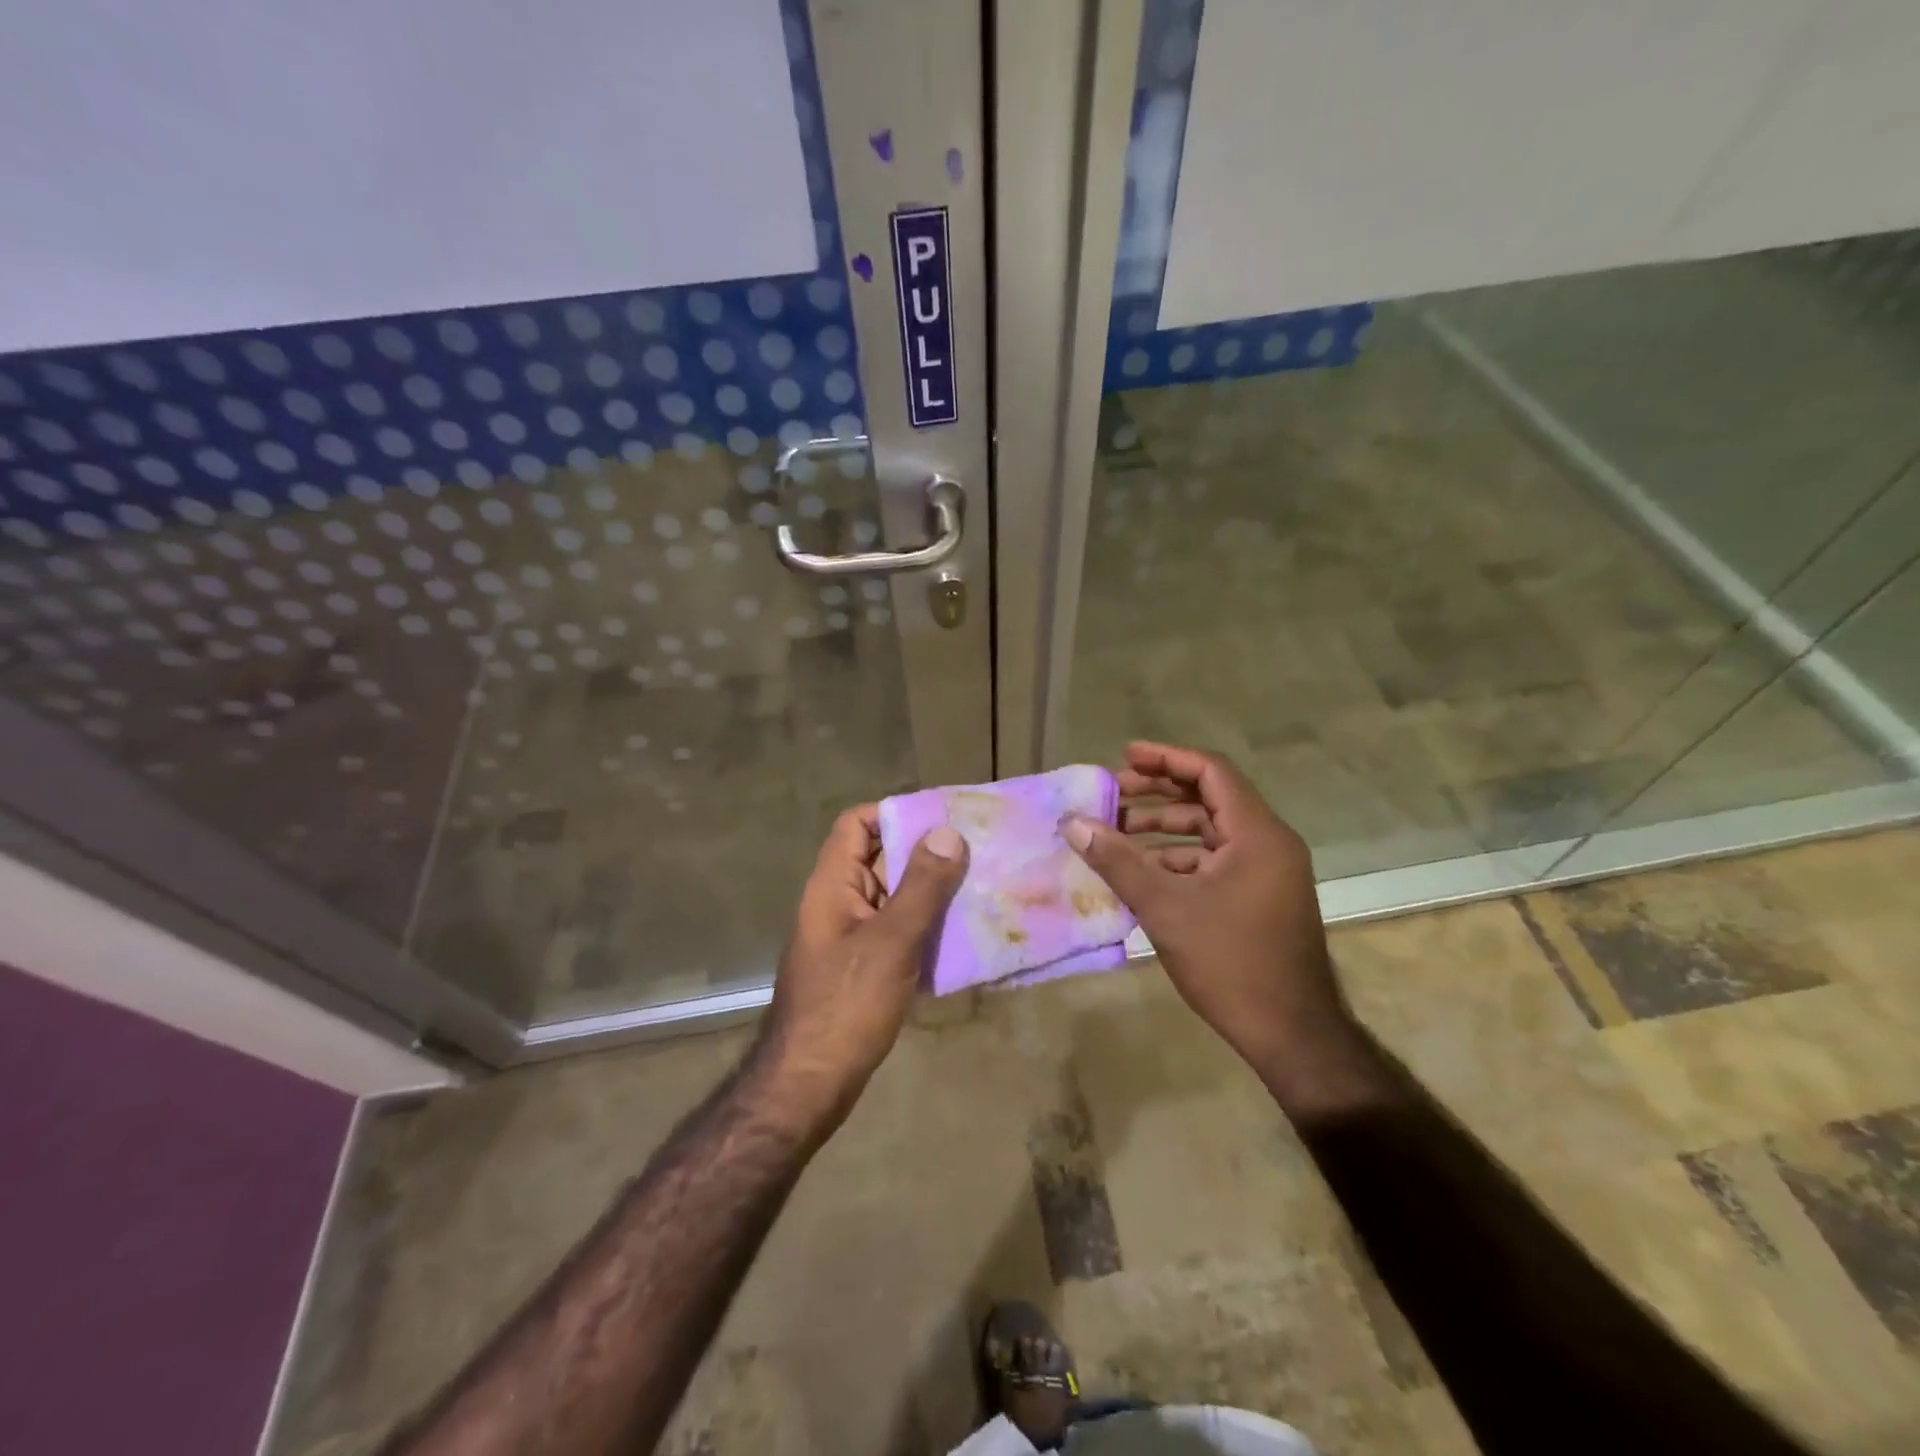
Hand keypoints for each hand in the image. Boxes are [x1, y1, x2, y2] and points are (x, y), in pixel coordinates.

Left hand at [760, 806, 967, 1132]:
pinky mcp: (866, 967)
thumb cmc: (846, 1005)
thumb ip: (921, 887)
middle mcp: (840, 902)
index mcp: (833, 884)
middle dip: (927, 851)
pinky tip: (966, 933)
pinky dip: (928, 926)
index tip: (944, 816)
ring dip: (933, 891)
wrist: (809, 1085)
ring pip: (895, 897)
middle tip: (979, 848)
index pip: (857, 823)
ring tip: (983, 884)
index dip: (896, 812)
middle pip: (881, 857)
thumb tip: (948, 832)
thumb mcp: (890, 941)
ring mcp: (852, 936)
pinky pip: (900, 931)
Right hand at [1063, 742, 1376, 1112]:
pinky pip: (1215, 860)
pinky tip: (1142, 873)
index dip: (1166, 758)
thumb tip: (1075, 824)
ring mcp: (1267, 871)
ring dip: (1163, 829)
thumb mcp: (1165, 908)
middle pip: (1209, 798)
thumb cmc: (1230, 962)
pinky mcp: (1260, 896)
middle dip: (1158, 793)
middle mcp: (1268, 843)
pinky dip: (1178, 859)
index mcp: (1257, 834)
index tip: (1124, 757)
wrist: (1291, 1033)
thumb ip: (1118, 861)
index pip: (1211, 772)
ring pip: (1210, 832)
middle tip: (1112, 796)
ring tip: (1116, 834)